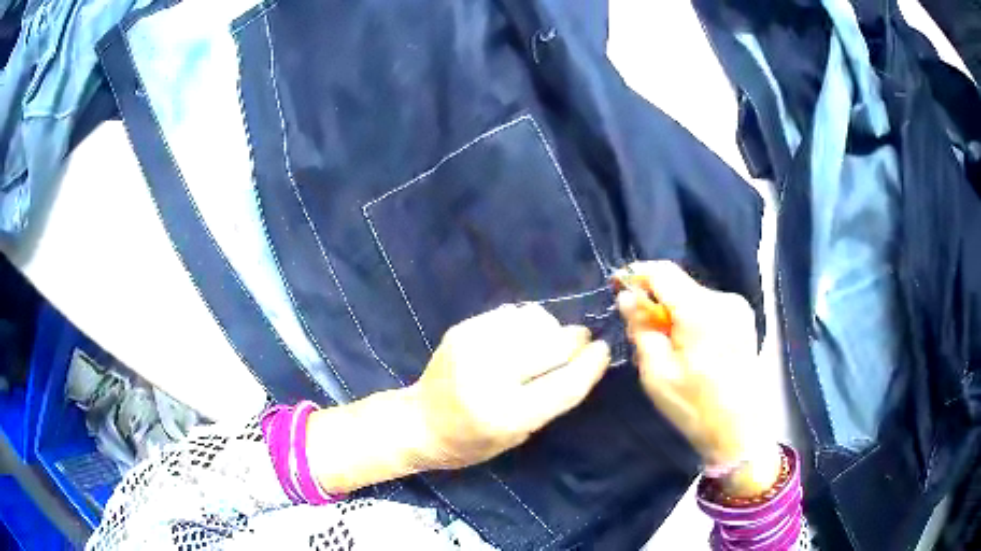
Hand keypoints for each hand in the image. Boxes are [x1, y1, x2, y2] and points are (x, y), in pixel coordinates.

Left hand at [408, 303, 611, 469]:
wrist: (420, 422)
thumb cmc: (471, 442)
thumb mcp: (518, 434)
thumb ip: (551, 399)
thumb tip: (582, 358)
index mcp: (506, 414)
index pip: (563, 385)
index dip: (590, 365)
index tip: (604, 350)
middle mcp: (489, 376)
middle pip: (553, 346)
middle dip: (575, 340)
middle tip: (583, 340)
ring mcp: (473, 347)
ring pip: (535, 321)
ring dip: (551, 329)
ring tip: (548, 341)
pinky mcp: (463, 329)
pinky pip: (512, 313)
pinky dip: (528, 322)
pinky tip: (523, 335)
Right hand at [616, 261, 778, 495]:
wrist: (741, 431)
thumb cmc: (695, 407)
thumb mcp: (657, 374)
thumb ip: (641, 330)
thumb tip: (627, 299)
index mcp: (702, 311)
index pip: (663, 272)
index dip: (636, 274)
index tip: (617, 286)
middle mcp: (724, 299)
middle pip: (679, 284)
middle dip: (655, 299)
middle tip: (639, 329)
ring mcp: (738, 308)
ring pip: (693, 296)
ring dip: (673, 311)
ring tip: (666, 345)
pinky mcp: (744, 320)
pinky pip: (708, 307)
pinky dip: (691, 319)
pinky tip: (688, 348)